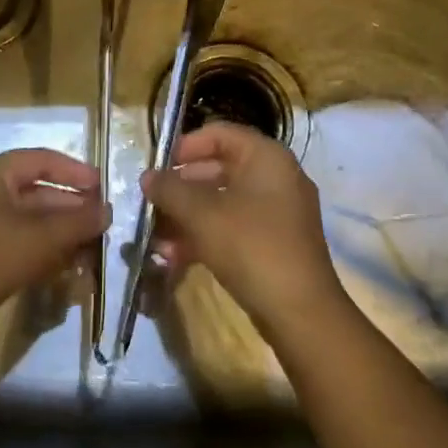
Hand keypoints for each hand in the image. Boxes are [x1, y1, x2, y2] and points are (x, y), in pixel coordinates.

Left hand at [0, 148, 107, 340]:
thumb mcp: (39, 238)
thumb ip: (77, 222)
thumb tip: (107, 210)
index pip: (42, 160)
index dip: (75, 171)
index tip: (103, 188)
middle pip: (37, 191)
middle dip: (71, 209)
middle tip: (101, 227)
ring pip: (28, 221)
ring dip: (59, 235)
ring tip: (89, 253)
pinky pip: (15, 243)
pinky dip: (40, 251)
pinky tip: (63, 269)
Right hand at [142, 122, 344, 333]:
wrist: (301, 313)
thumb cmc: (251, 247)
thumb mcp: (202, 214)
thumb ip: (170, 190)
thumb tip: (147, 176)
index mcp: (266, 157)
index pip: (219, 134)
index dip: (184, 147)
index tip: (157, 168)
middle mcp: (276, 177)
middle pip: (219, 169)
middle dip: (181, 188)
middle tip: (152, 204)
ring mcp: (278, 212)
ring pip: (223, 202)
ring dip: (188, 216)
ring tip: (157, 237)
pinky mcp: (275, 243)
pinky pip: (234, 227)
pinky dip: (206, 235)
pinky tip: (176, 256)